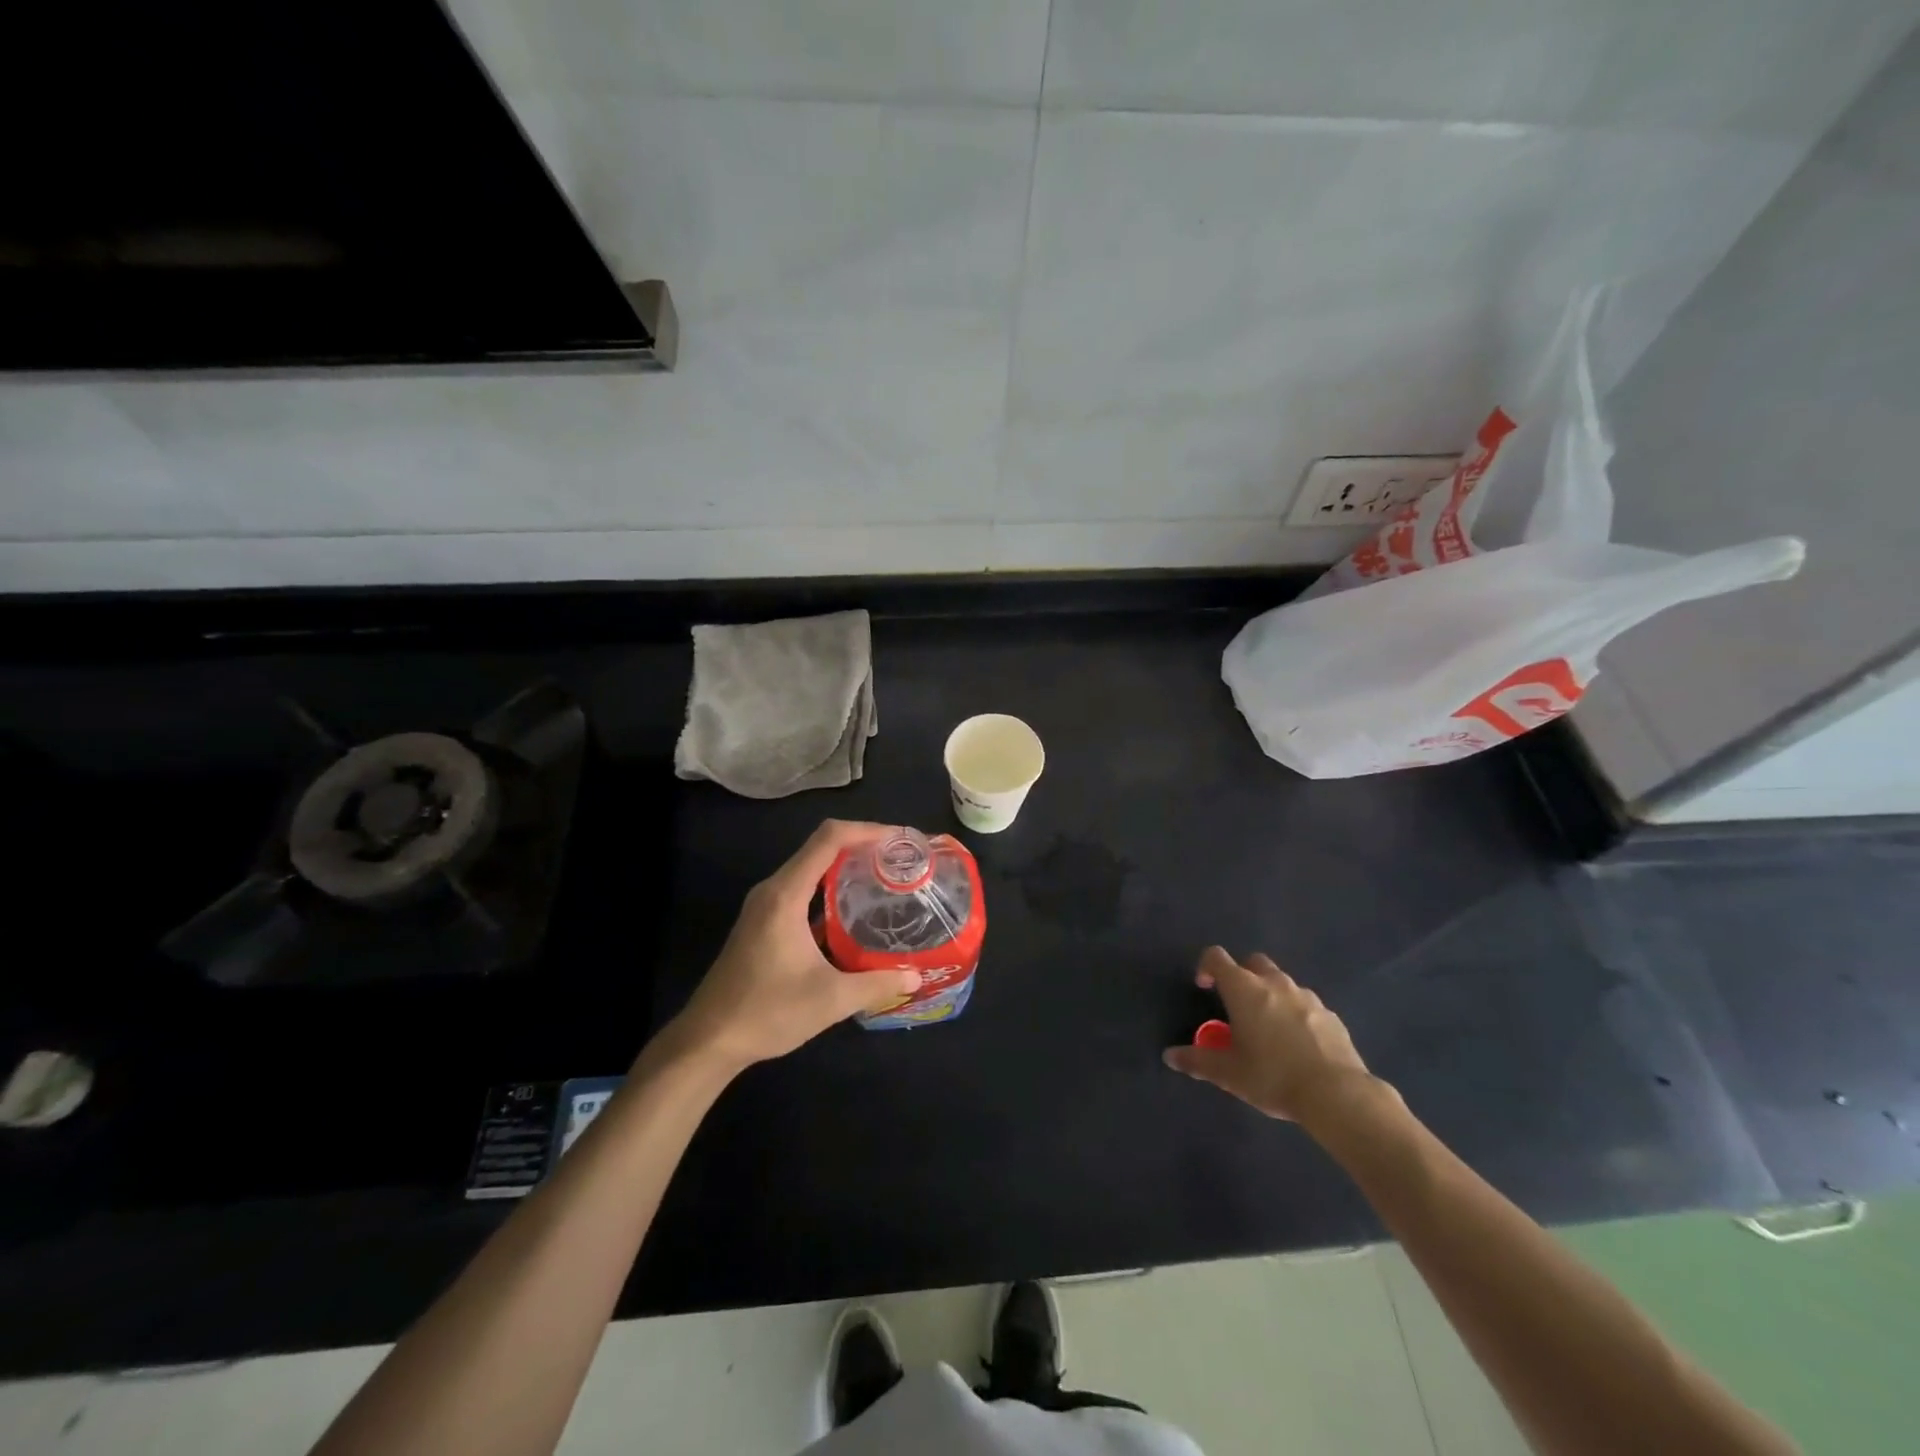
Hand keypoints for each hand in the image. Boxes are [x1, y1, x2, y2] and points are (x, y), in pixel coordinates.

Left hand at [668, 820, 921, 1072]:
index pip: (829, 839)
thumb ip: (876, 984)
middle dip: (862, 846)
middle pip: (821, 847)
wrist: (708, 1040)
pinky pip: (802, 890)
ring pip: (811, 869)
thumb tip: (916, 976)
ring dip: (846, 867)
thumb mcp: (830, 1000)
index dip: (867, 830)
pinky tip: (854, 912)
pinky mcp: (763, 922)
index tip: (900, 839)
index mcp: (786, 895)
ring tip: (885, 879)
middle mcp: (773, 890)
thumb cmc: (766, 1012)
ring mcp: (765, 906)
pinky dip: (830, 889)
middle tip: (900, 860)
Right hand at [1162, 947, 1373, 1127]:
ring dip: (1270, 995)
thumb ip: (1197, 1060)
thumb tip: (1169, 1056)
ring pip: (1282, 982)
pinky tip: (1298, 1044)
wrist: (1337, 1094)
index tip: (1204, 988)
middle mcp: (1274, 983)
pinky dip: (1296, 1014)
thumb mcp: (1228, 1073)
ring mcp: (1307, 997)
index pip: (1216, 957)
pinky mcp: (1331, 1015)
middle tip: (1238, 1006)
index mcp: (1244, 989)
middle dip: (1242, 976)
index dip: (1206, 967)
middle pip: (1253, 962)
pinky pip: (1306, 1005)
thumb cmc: (1273, 1076)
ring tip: (1268, 1028)